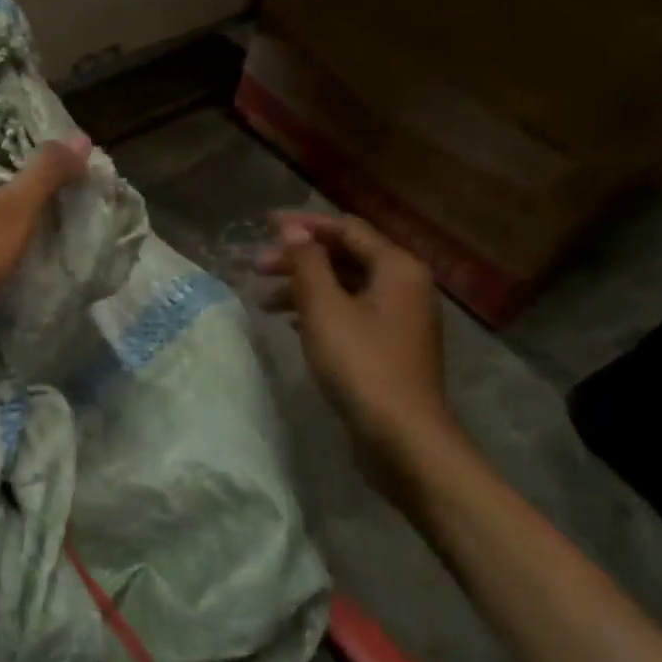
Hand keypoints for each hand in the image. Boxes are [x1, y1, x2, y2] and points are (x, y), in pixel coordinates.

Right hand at [255, 211, 450, 450]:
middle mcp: (405, 285)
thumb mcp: (324, 307)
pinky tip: (290, 322)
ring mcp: (399, 317)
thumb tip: (292, 228)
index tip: (263, 225)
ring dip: (304, 286)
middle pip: (345, 256)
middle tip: (256, 268)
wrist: (403, 437)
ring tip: (263, 300)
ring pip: (345, 286)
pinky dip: (319, 310)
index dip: (303, 225)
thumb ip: (306, 262)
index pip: (346, 229)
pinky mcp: (389, 345)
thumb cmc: (361, 364)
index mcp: (397, 267)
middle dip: (298, 259)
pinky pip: (350, 312)